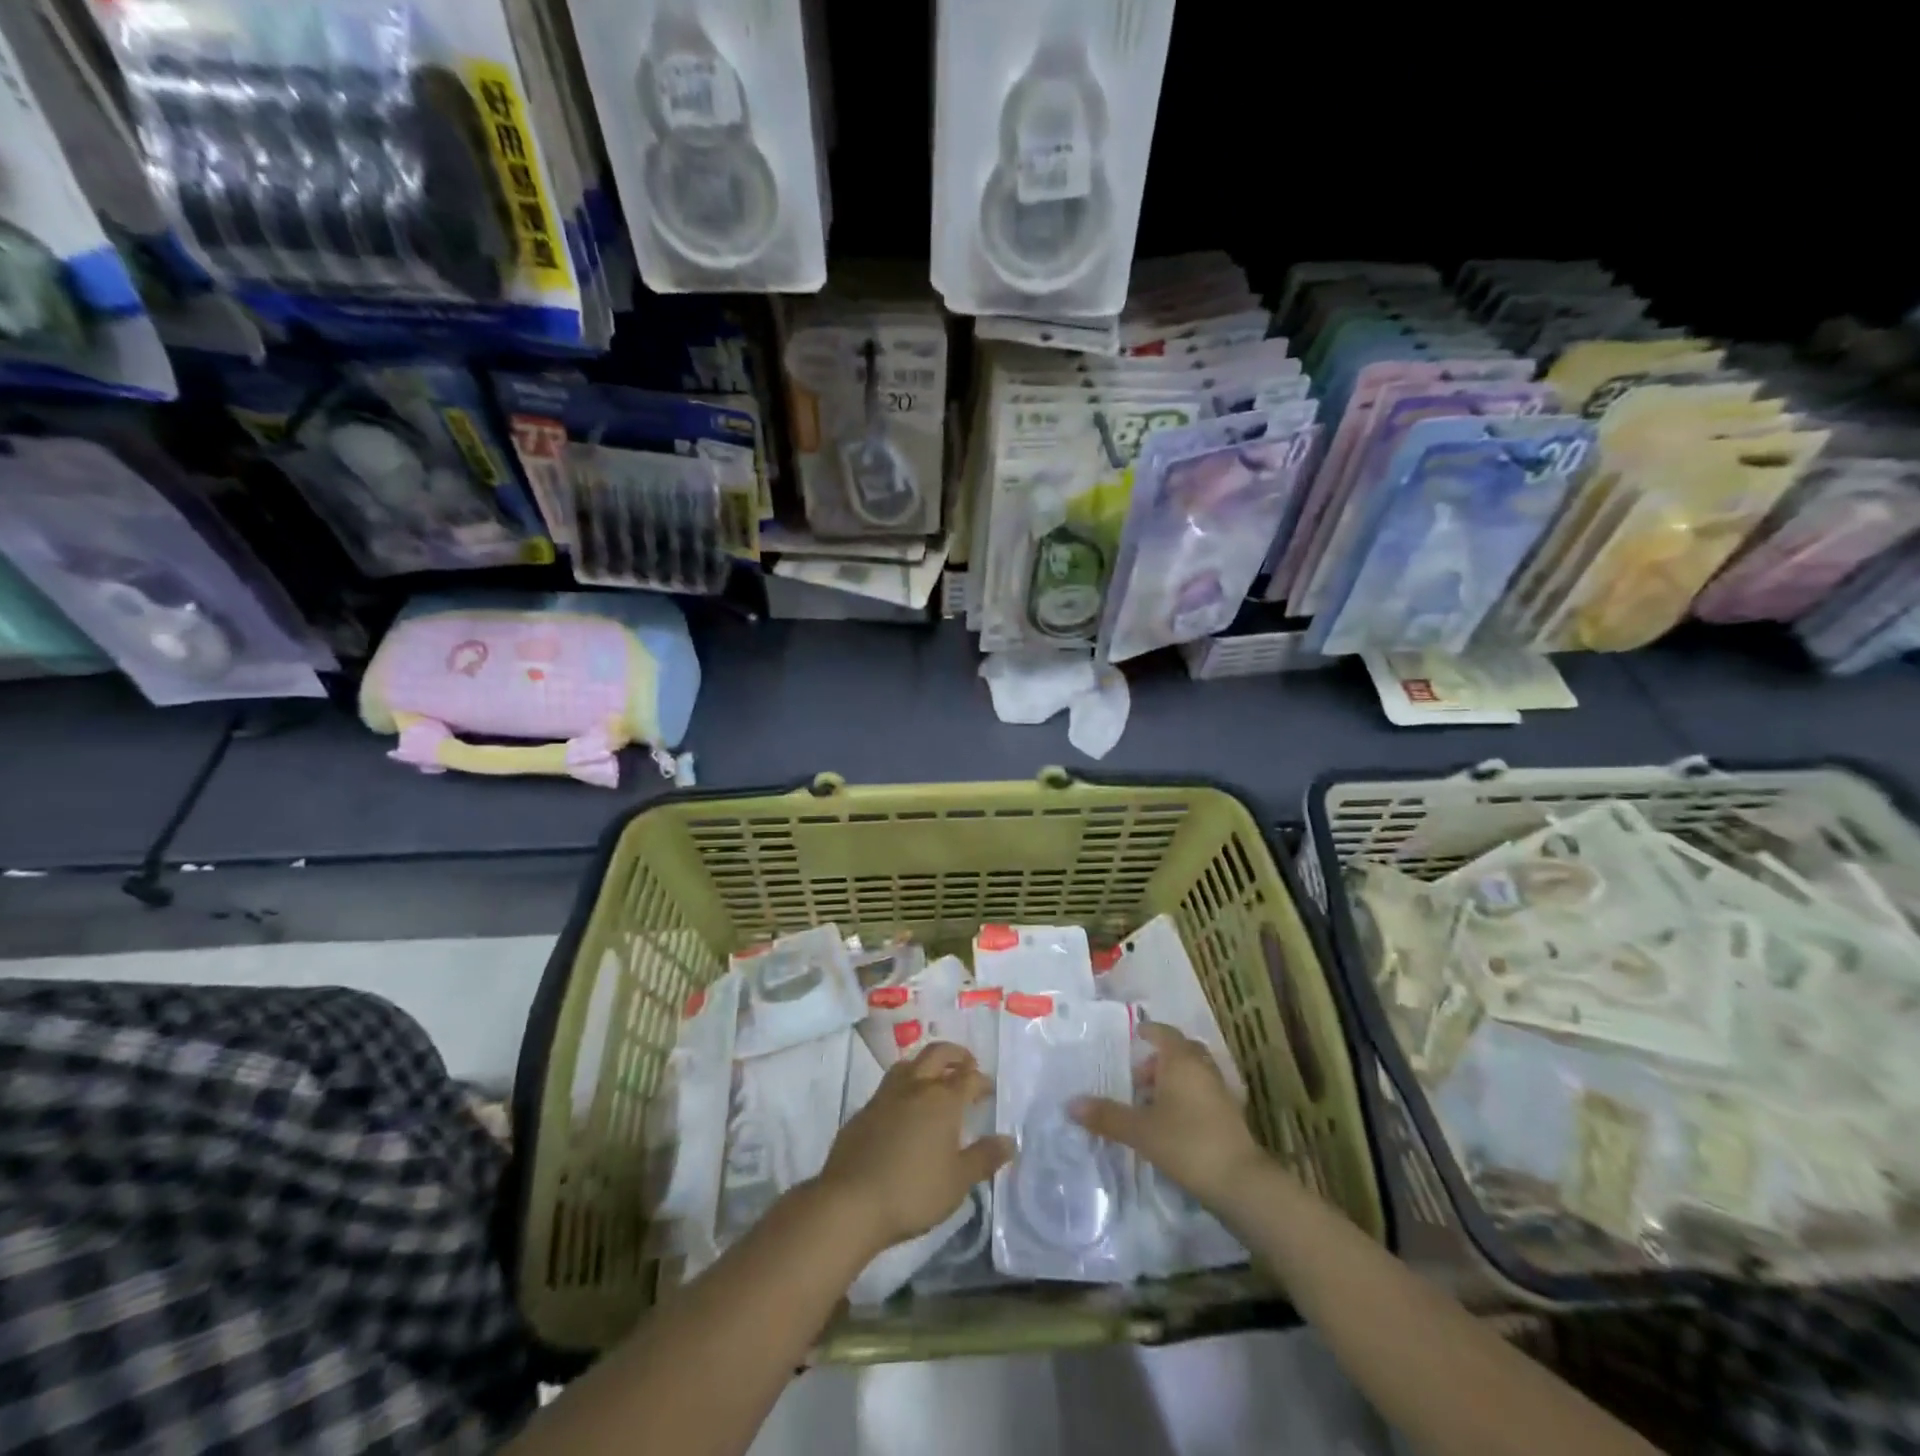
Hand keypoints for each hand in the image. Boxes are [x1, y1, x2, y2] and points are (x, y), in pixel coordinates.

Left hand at [815, 1042, 1013, 1252]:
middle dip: (955, 1055)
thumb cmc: (914, 1191)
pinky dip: (904, 1086)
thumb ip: (984, 1158)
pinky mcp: (864, 1110)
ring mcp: (885, 1095)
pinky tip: (904, 1107)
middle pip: (937, 1054)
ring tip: (934, 1078)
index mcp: (942, 1099)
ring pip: (909, 1064)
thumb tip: (1010, 1141)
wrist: (852, 1201)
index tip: (988, 1089)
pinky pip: (889, 1086)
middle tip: (966, 1064)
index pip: (968, 1078)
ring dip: (926, 1064)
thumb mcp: (958, 1181)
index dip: (981, 1080)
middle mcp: (915, 1087)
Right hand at [1071, 1022, 1266, 1210]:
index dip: (1148, 1031)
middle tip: (1137, 1077)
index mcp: (1181, 1060)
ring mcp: (1221, 1090)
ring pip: (1194, 1073)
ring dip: (1174, 1079)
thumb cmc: (1186, 1143)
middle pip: (1181, 1051)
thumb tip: (1070, 1104)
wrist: (1240, 1182)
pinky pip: (1204, 1093)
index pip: (1164, 1033)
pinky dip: (1188, 1097)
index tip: (1134, 1035)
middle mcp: (1203, 1067)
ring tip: (1151, 1103)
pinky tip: (1173, 1121)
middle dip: (1159, 1059)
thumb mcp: (1140, 1130)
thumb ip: (1106, 1116)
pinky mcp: (1231, 1115)